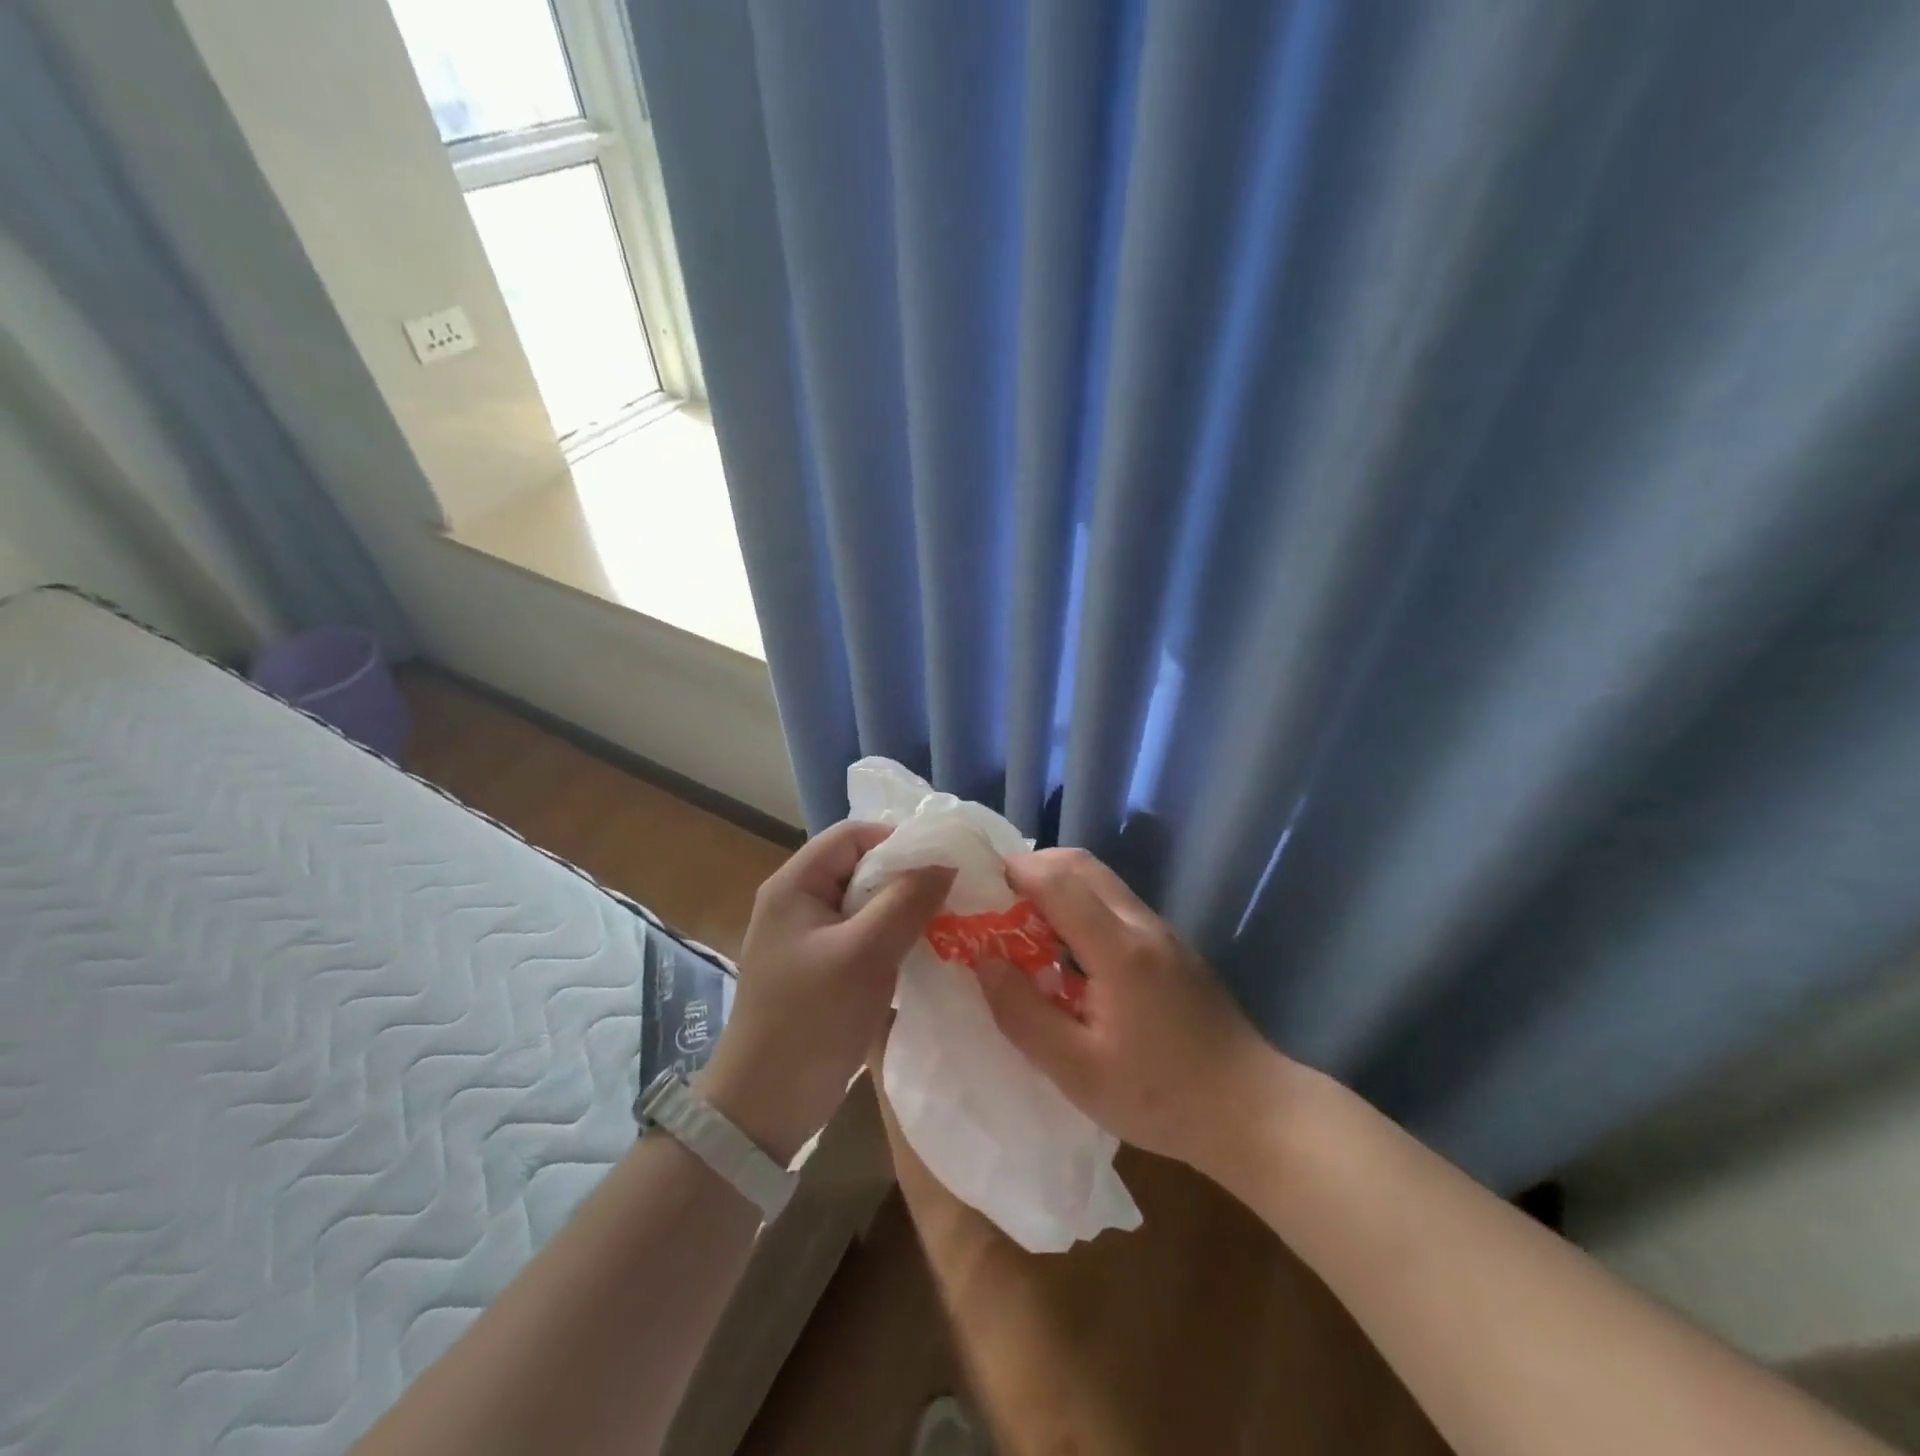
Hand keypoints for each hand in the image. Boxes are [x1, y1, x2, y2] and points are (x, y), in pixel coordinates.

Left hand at [698, 821, 952, 1164]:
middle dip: (906, 876)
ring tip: (946, 921)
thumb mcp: (864, 953)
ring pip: (865, 903)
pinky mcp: (820, 968)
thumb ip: (906, 901)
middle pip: (860, 867)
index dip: (898, 840)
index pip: (852, 835)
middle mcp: (798, 901)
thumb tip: (946, 863)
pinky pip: (862, 935)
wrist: (766, 1105)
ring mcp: (808, 937)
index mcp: (795, 884)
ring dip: (903, 909)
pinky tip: (922, 951)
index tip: (943, 862)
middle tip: (952, 894)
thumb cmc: (811, 1019)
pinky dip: (892, 937)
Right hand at [975, 848, 1284, 1172]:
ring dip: (1058, 886)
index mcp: (1119, 948)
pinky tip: (1068, 954)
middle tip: (997, 904)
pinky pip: (1116, 904)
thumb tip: (983, 960)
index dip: (1014, 873)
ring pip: (1101, 880)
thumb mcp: (1076, 1071)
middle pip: (1081, 865)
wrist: (1251, 1110)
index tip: (977, 888)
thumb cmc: (1159, 1096)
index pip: (1058, 880)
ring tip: (1025, 928)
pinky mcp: (1171, 946)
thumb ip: (1022, 1012)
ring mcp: (1162, 932)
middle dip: (1033, 869)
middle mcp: (1142, 924)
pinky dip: (1080, 905)